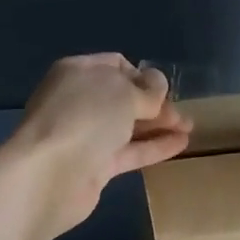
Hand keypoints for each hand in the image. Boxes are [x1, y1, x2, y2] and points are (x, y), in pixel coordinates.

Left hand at [10, 54, 192, 233]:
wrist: (50, 174)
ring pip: (127, 126)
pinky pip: (129, 151)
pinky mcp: (94, 166)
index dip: (142, 74)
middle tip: (183, 113)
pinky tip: (181, 144)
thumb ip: (146, 89)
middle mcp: (79, 101)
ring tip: (190, 127)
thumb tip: (157, 84)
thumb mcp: (123, 93)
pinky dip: (153, 147)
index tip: (164, 89)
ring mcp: (84, 135)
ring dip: (158, 125)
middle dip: (154, 103)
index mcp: (78, 72)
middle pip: (122, 97)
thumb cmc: (85, 118)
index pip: (115, 65)